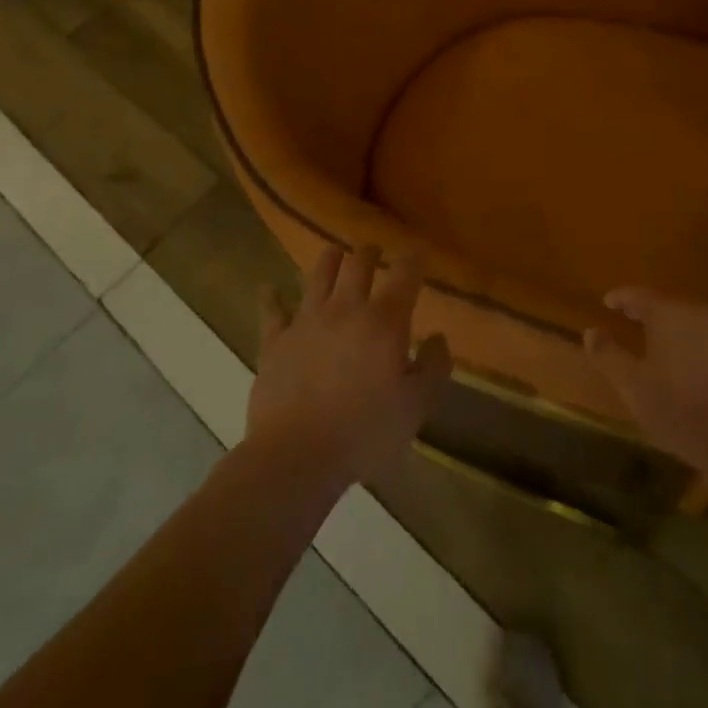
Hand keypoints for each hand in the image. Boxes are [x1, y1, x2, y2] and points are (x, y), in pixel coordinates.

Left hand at [247, 245, 451, 490]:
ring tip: (335, 253)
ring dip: (329, 259)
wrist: (296, 456)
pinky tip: (268, 288)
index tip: (418, 254)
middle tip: (374, 251)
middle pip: (358, 263)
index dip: (414, 259)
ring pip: (318, 275)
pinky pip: (272, 311)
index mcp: (384, 321)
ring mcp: (306, 321)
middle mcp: (346, 309)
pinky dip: (271, 297)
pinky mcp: (275, 341)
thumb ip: (434, 367)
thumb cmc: (365, 433)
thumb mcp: (416, 406)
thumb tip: (438, 336)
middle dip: (369, 252)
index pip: (405, 274)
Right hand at [584, 288, 707, 474]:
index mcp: (671, 314)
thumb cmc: (681, 410)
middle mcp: (703, 312)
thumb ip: (608, 355)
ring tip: (667, 347)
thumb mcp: (633, 387)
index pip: (640, 294)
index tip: (608, 302)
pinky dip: (705, 347)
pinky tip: (700, 368)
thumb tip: (591, 332)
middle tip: (635, 322)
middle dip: (651, 312)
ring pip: (698, 322)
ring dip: (680, 330)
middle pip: (671, 305)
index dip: (622, 297)